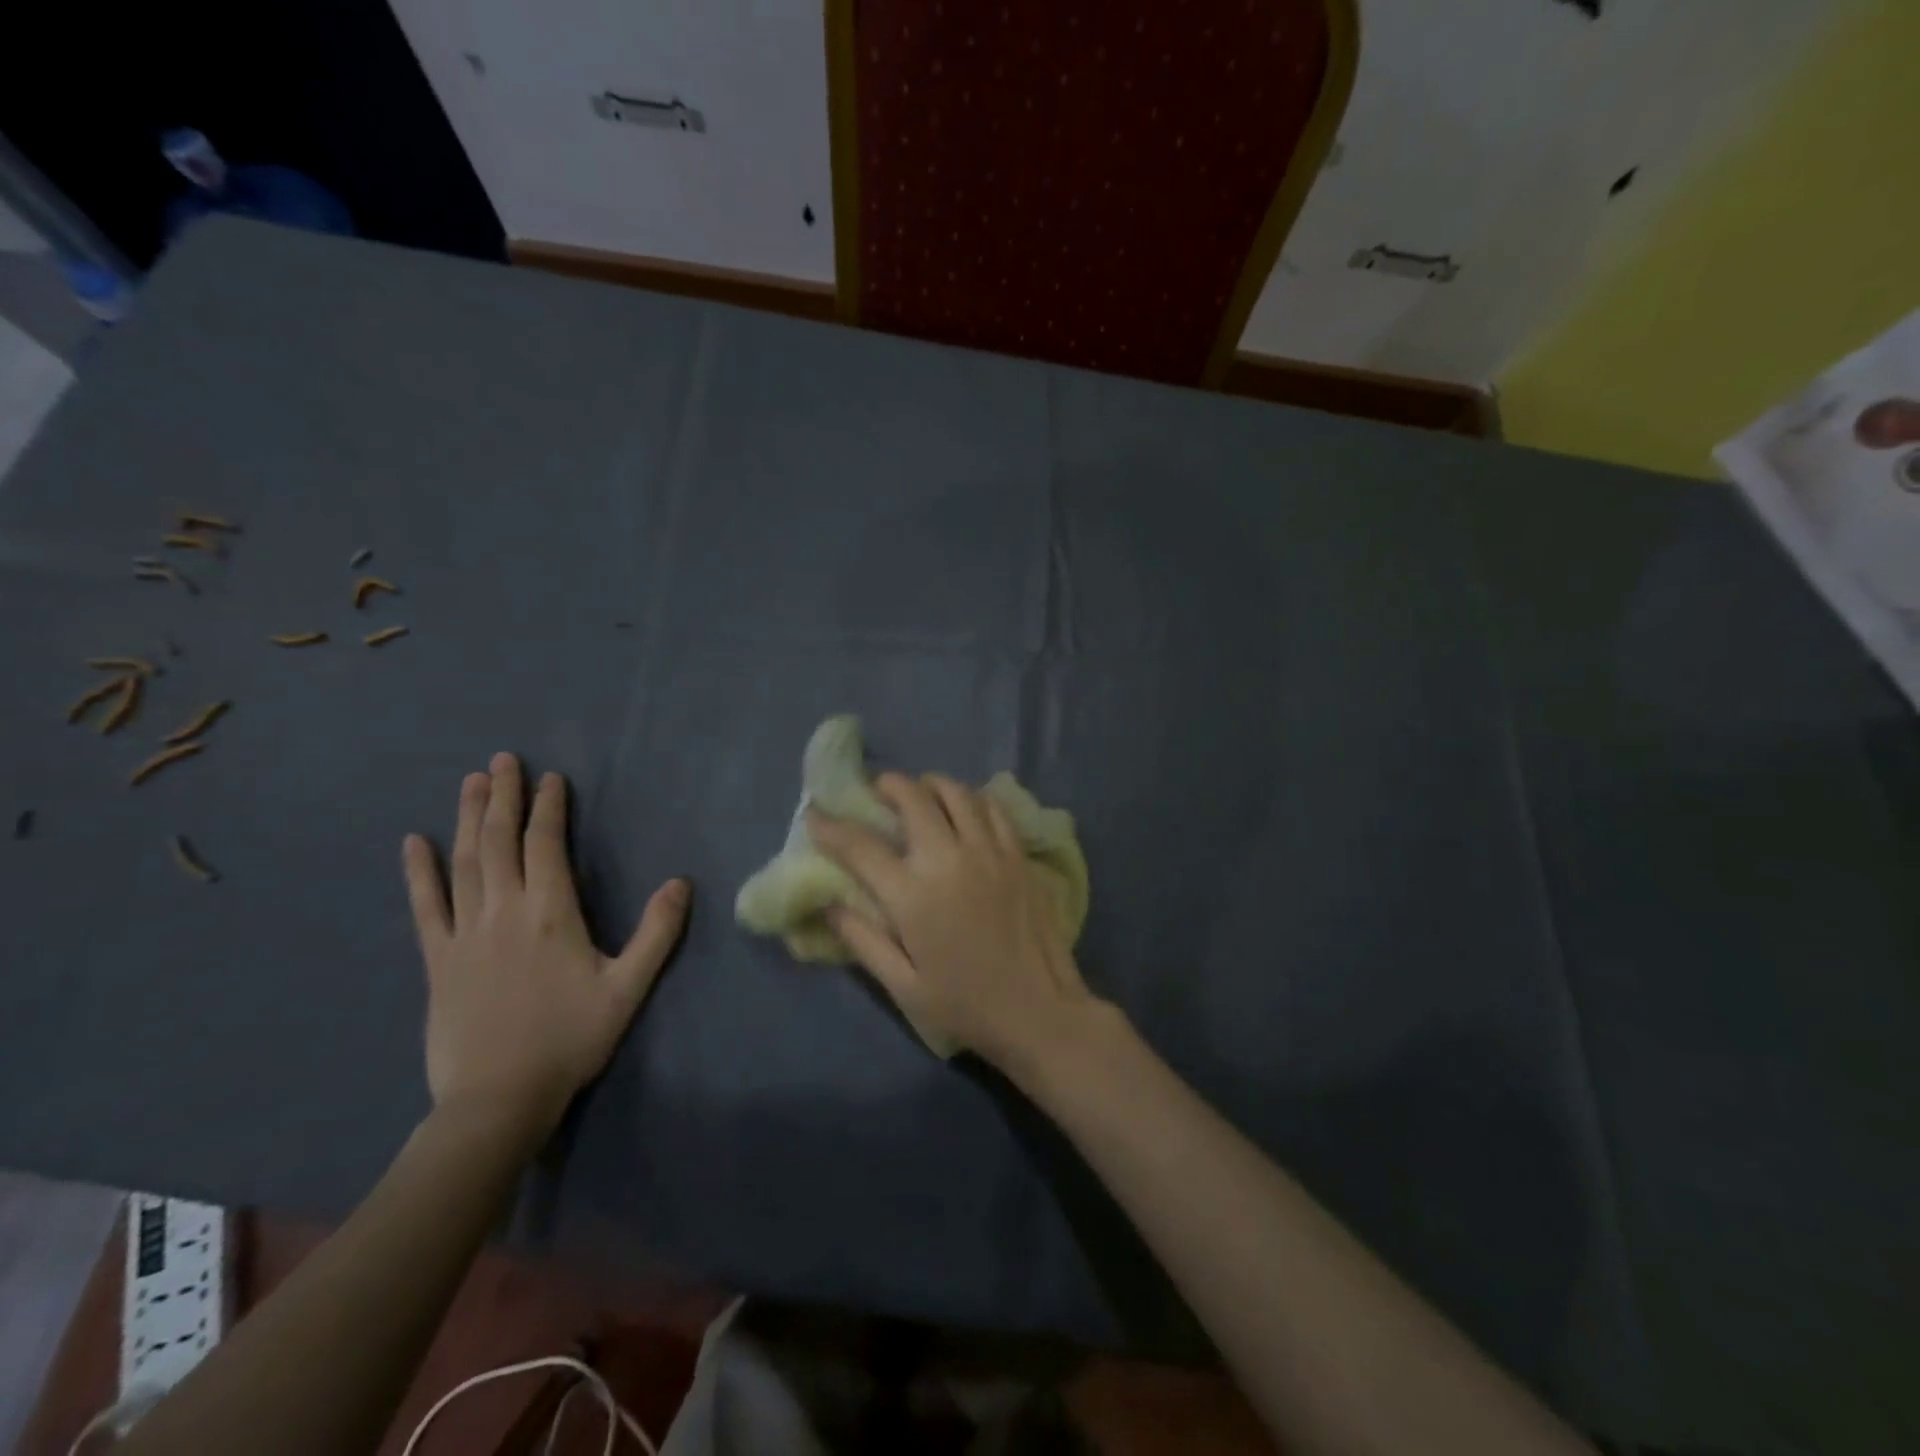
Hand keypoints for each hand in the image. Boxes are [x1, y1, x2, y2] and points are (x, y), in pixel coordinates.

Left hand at [403, 752, 689, 1129]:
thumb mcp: (628, 988)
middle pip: (500, 841)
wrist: (498, 1099)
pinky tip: (414, 842)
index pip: (545, 845)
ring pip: (465, 862)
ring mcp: (464, 933)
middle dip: (502, 797)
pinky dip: (419, 872)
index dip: (548, 808)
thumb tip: (680, 882)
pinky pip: (425, 906)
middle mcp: (503, 911)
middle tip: (502, 760)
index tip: (550, 778)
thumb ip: (657, 932)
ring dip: (467, 818)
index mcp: (551, 914)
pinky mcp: (438, 959)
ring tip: (471, 782)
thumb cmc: (571, 1039)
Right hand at [808, 773, 1100, 1067]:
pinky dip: (972, 798)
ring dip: (930, 784)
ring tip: (920, 793)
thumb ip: (862, 939)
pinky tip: (965, 809)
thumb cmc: (965, 1005)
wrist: (1039, 1011)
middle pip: (912, 798)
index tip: (816, 815)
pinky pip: (993, 807)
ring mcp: (989, 851)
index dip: (831, 826)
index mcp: (913, 896)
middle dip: (887, 786)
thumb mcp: (902, 985)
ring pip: (956, 792)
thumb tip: (828, 903)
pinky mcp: (1018, 854)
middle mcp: (950, 860)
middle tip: (877, 793)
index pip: (861, 846)